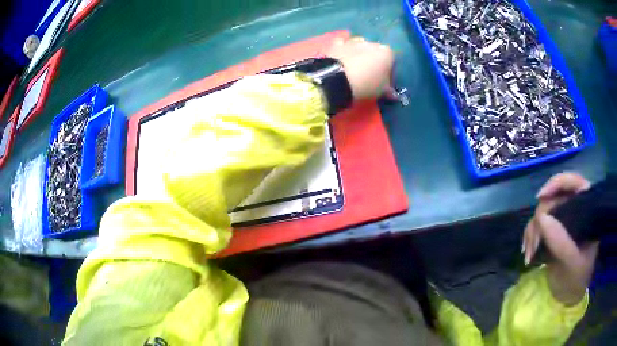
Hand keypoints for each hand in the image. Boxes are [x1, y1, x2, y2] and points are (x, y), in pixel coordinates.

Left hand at [327, 37, 395, 100]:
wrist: (338, 79)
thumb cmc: (367, 84)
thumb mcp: (382, 91)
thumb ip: (389, 90)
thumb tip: (393, 94)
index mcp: (387, 52)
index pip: (392, 62)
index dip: (389, 73)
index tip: (384, 83)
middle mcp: (372, 43)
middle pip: (376, 52)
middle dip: (374, 62)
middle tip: (369, 77)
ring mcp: (354, 41)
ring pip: (360, 46)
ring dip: (359, 55)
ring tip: (354, 69)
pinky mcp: (337, 44)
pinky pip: (343, 45)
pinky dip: (344, 50)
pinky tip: (342, 60)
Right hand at [523, 172, 598, 305]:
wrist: (570, 296)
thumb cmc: (577, 279)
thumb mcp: (572, 262)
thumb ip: (560, 242)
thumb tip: (541, 217)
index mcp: (587, 209)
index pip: (573, 183)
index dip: (557, 184)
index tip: (540, 197)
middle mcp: (574, 209)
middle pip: (553, 199)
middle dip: (540, 221)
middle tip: (534, 246)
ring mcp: (562, 221)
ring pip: (542, 213)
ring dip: (533, 233)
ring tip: (529, 256)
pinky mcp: (552, 232)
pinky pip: (536, 226)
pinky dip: (529, 238)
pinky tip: (528, 255)